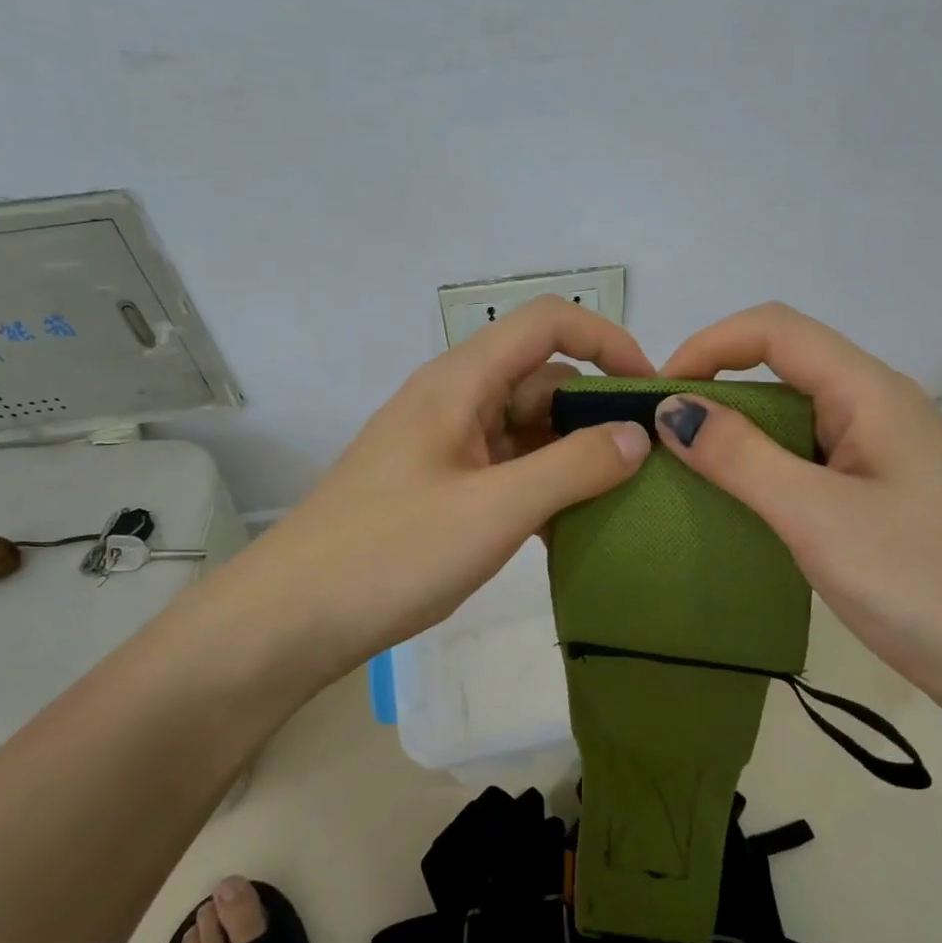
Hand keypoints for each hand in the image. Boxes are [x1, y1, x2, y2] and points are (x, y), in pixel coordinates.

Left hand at [226, 296, 653, 678]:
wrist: (291, 618)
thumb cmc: (391, 553)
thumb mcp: (493, 511)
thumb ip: (573, 467)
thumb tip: (638, 435)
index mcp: (461, 382)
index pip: (548, 323)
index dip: (607, 341)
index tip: (650, 392)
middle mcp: (454, 400)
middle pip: (542, 379)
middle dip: (597, 412)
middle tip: (649, 464)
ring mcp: (445, 444)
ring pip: (527, 429)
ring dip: (573, 456)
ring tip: (621, 502)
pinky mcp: (440, 485)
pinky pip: (507, 468)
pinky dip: (543, 487)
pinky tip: (569, 530)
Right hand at [655, 303, 941, 707]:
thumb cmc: (920, 581)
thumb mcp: (817, 516)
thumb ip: (741, 457)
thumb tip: (672, 409)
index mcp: (868, 391)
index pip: (775, 330)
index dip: (709, 344)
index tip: (659, 393)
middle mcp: (874, 405)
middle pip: (782, 363)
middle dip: (716, 384)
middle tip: (661, 434)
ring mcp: (877, 450)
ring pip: (791, 412)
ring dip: (735, 428)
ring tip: (684, 466)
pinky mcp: (875, 490)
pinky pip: (804, 455)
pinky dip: (759, 464)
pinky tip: (734, 500)